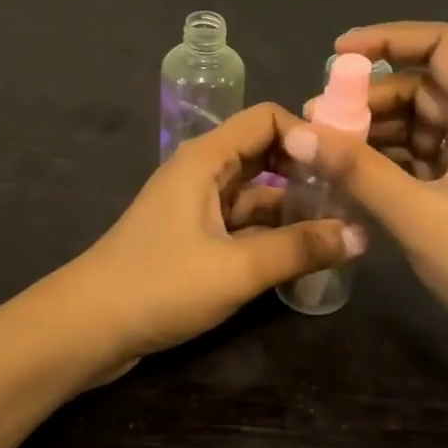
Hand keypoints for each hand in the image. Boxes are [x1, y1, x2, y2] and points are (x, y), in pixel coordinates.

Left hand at [78, 102, 363, 362]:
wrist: (86, 328)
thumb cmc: (159, 284)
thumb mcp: (236, 268)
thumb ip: (299, 249)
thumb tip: (361, 236)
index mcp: (206, 158)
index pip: (267, 119)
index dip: (308, 134)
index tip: (347, 163)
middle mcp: (203, 172)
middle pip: (265, 154)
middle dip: (307, 170)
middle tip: (354, 195)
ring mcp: (197, 206)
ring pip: (257, 193)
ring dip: (294, 206)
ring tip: (341, 226)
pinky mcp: (194, 238)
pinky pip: (243, 223)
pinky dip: (272, 233)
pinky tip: (304, 253)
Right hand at [291, 22, 447, 421]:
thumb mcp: (417, 215)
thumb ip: (356, 170)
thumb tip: (297, 132)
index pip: (441, 45)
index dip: (389, 39)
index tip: (338, 55)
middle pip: (421, 86)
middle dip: (368, 97)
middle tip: (317, 119)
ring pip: (415, 123)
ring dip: (371, 131)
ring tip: (323, 149)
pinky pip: (417, 156)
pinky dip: (384, 160)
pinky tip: (347, 173)